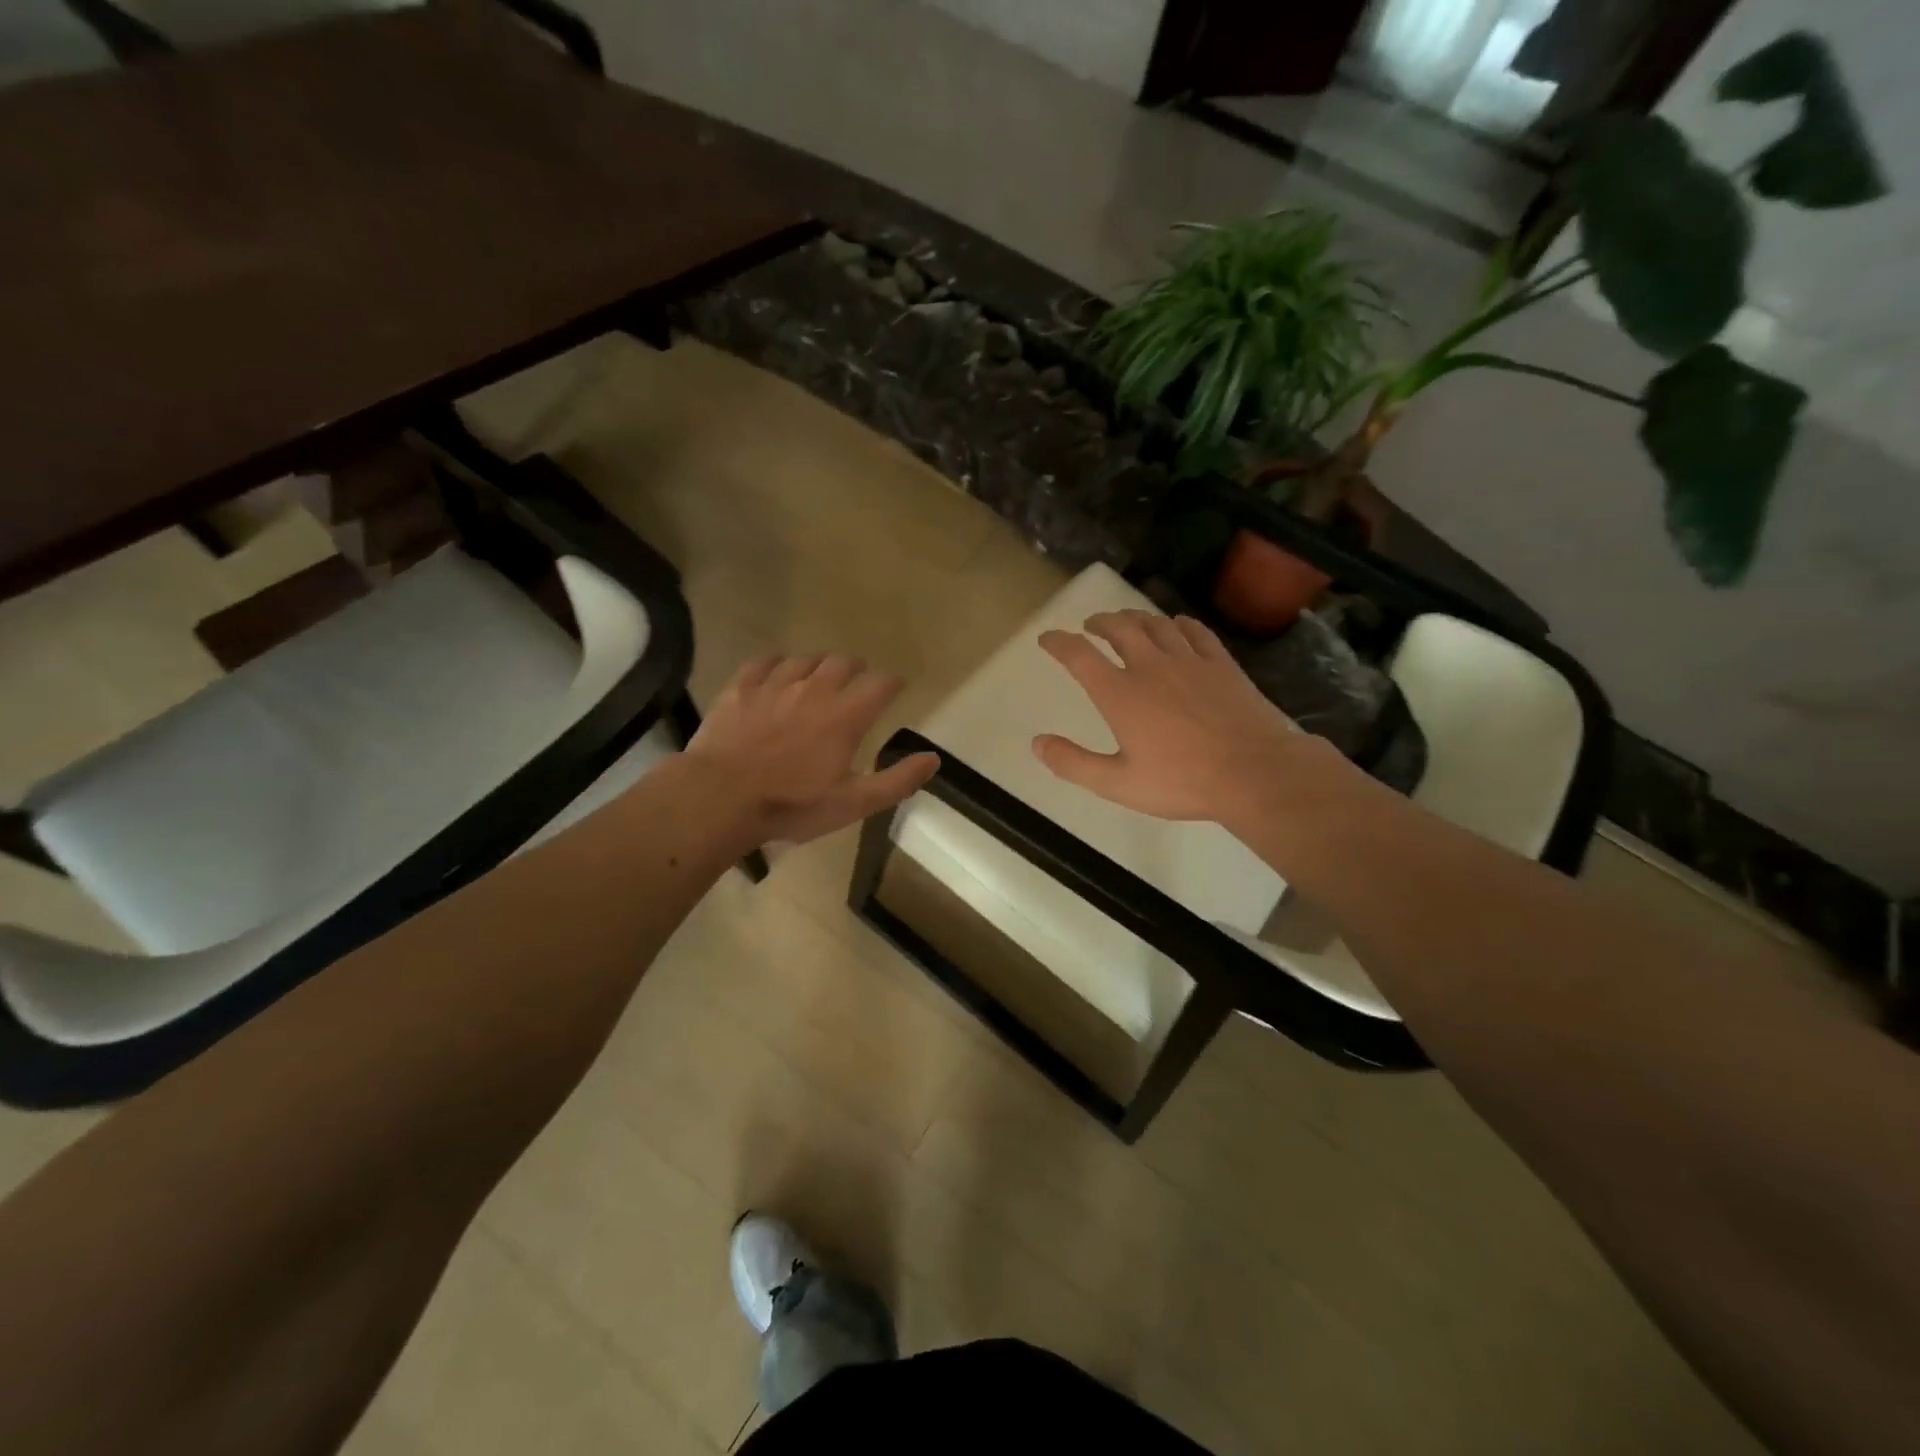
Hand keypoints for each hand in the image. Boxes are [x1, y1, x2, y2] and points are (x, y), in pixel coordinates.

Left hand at [685, 654, 938, 844]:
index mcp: (846, 715)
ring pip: (806, 659)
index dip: (893, 683)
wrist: (720, 797)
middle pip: (844, 661)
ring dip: (818, 666)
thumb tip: (934, 758)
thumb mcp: (853, 803)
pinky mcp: (742, 687)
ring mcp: (775, 684)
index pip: (881, 682)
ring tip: (818, 680)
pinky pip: (764, 661)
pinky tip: (776, 673)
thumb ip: (897, 780)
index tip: (895, 689)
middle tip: (857, 684)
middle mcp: (815, 688)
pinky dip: (777, 663)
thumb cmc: (792, 805)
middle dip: (857, 669)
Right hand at [1034, 610, 1329, 826]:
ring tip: (1125, 621)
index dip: (1058, 642)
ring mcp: (1189, 661)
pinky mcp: (1220, 664)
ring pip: (1155, 624)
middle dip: (1098, 622)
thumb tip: (1037, 743)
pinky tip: (1175, 626)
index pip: (1079, 655)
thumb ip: (1074, 763)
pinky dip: (1177, 624)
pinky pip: (1194, 631)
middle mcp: (1150, 666)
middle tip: (1089, 626)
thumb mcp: (1118, 784)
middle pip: (1118, 628)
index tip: (1047, 638)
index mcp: (1120, 694)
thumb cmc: (1182, 782)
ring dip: (1134, 617)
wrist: (1254, 772)